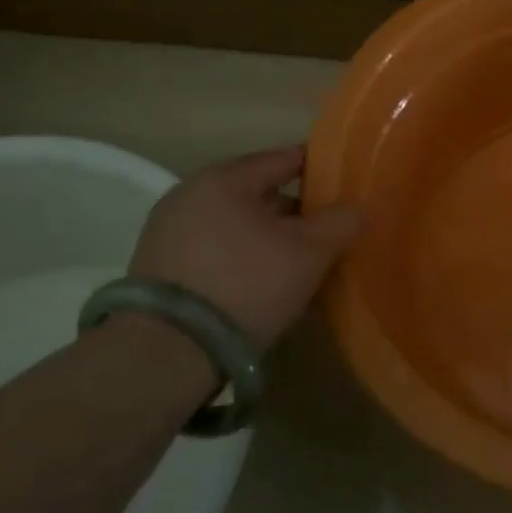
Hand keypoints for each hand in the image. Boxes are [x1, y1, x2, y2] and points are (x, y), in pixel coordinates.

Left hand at [129, 146, 359, 343]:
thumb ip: (340, 222)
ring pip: (235, 223)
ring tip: (298, 261)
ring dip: (266, 237)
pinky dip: (240, 257)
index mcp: (224, 179)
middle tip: (327, 231)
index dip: (319, 169)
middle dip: (293, 211)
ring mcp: (167, 231)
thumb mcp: (309, 253)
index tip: (345, 182)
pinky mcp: (156, 267)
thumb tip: (355, 208)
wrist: (167, 353)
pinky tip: (261, 282)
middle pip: (257, 193)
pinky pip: (214, 249)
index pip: (283, 159)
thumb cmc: (246, 285)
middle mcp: (189, 194)